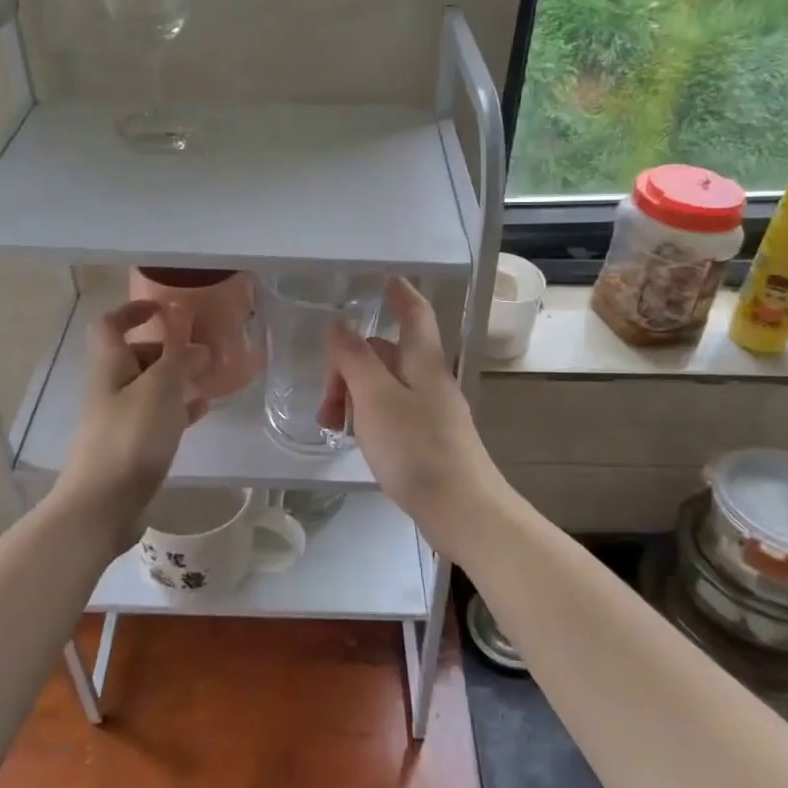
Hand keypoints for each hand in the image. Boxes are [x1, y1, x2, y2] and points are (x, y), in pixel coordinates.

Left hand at [56, 300, 209, 545]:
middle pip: (134, 356)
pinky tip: (201, 413)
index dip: (133, 310)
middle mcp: (110, 389)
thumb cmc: (130, 438)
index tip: (164, 308)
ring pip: (149, 388)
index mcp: (110, 367)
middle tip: (200, 352)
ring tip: (208, 380)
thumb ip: (181, 362)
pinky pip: (157, 419)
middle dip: (166, 349)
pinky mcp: (131, 449)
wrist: (102, 506)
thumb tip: (198, 349)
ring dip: (175, 380)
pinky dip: (178, 411)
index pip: (110, 325)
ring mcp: (119, 421)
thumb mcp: (160, 389)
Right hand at [318, 277, 506, 555]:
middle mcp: (430, 380)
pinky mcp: (428, 439)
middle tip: (325, 399)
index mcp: (423, 362)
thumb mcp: (376, 399)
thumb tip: (338, 325)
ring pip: (385, 385)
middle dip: (350, 365)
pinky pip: (391, 412)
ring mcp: (431, 411)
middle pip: (387, 353)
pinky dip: (367, 416)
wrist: (462, 510)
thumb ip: (355, 359)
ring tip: (331, 424)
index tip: (384, 277)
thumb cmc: (416, 448)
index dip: (400, 292)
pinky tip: (353, 438)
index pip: (414, 312)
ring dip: (354, 394)